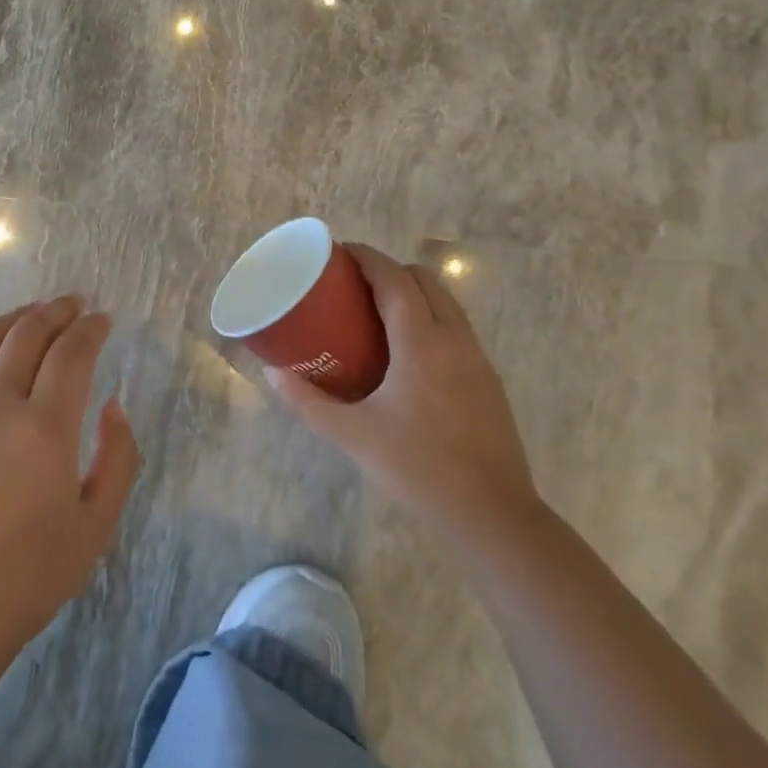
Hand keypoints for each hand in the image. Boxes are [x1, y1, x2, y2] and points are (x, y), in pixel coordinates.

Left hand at [0, 296, 139, 674]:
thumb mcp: (96, 526)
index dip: (91, 329)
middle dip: (56, 311)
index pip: (72, 353)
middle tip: (74, 305)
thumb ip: (117, 458)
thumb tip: (114, 406)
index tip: (103, 320)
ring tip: (34, 315)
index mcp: (45, 427)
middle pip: (27, 333)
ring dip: (14, 319)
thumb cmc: (28, 576)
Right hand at [266, 245, 538, 541]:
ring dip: (414, 293)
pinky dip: (430, 318)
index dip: (368, 257)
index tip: (340, 252)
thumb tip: (274, 374)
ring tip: (376, 313)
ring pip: (446, 302)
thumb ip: (309, 402)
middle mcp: (454, 339)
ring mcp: (477, 358)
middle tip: (354, 286)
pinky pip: (456, 328)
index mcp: (422, 343)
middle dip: (390, 270)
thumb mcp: (353, 435)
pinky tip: (406, 352)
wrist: (493, 515)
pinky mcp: (487, 380)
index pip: (394, 279)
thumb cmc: (417, 468)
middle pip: (424, 280)